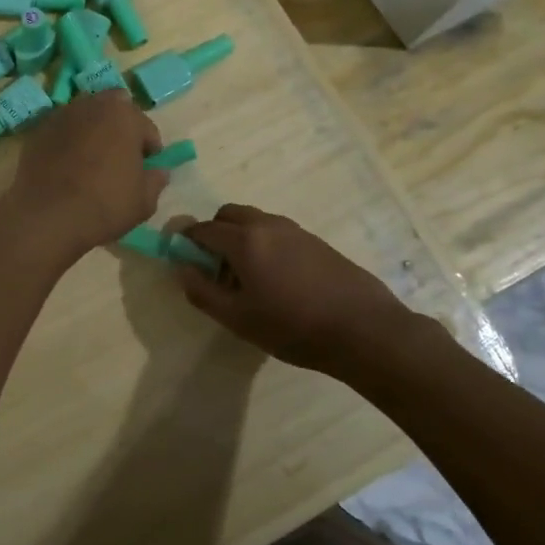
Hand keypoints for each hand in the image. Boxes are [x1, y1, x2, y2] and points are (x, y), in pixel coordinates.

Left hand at [2, 91, 167, 263]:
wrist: (47, 216)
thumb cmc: (105, 204)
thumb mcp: (144, 201)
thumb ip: (155, 180)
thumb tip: (159, 171)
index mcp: (124, 115)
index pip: (146, 127)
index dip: (149, 148)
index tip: (146, 168)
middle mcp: (92, 105)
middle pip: (114, 109)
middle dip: (121, 127)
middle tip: (120, 155)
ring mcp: (61, 115)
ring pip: (85, 115)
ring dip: (93, 129)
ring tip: (92, 158)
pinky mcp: (38, 130)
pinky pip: (62, 130)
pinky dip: (69, 140)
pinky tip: (68, 164)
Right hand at [178, 204, 434, 373]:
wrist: (363, 329)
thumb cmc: (293, 326)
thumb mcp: (238, 318)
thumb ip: (202, 291)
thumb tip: (182, 268)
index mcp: (244, 240)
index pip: (203, 229)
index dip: (186, 241)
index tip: (181, 257)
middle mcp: (268, 225)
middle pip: (228, 214)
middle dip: (214, 233)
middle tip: (214, 267)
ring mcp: (295, 230)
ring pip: (255, 221)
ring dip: (240, 238)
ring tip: (246, 277)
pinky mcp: (316, 241)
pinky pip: (277, 232)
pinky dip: (264, 244)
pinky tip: (275, 279)